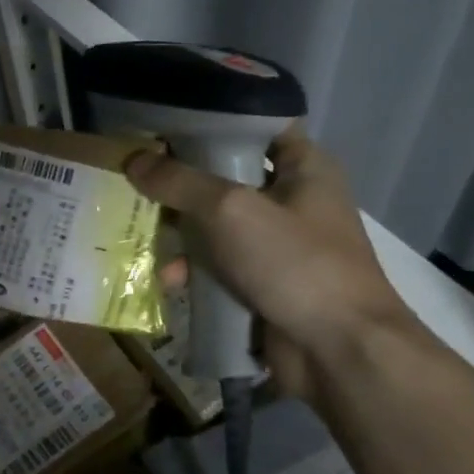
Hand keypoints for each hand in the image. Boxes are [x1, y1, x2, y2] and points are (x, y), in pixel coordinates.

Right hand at [128, 128, 417, 401]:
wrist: (341, 353)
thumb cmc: (295, 263)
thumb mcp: (230, 211)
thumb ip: (179, 182)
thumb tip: (132, 160)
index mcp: (303, 167)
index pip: (255, 124)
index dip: (211, 120)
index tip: (163, 122)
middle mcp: (292, 199)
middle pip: (226, 175)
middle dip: (180, 181)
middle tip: (137, 177)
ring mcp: (278, 243)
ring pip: (215, 223)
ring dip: (180, 232)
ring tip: (143, 234)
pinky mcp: (263, 282)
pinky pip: (218, 264)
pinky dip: (193, 269)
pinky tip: (168, 280)